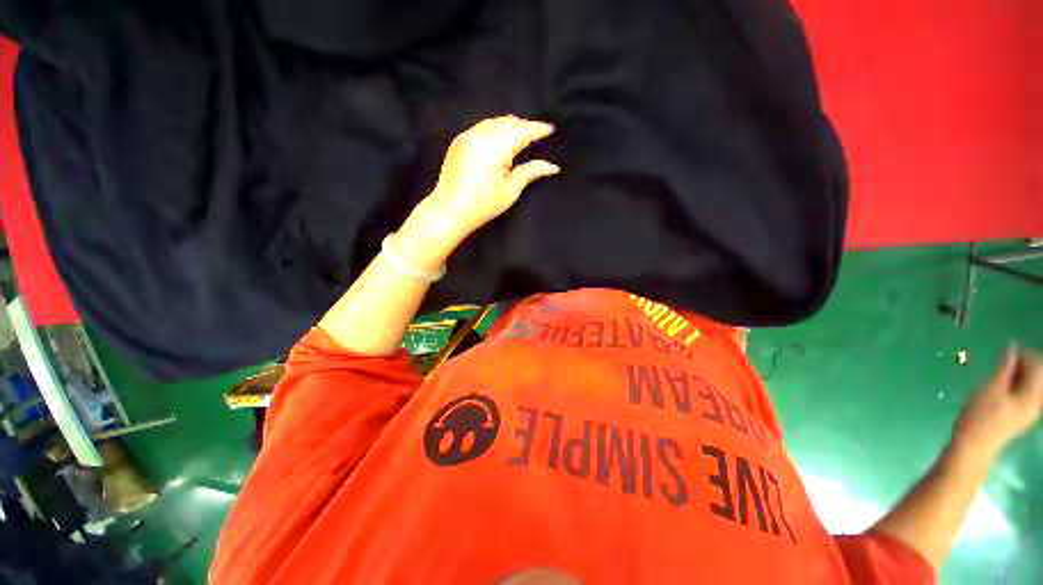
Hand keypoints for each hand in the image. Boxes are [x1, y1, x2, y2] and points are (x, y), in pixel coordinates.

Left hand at [402, 116, 557, 255]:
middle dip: (525, 126)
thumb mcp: (510, 190)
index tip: (550, 129)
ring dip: (510, 125)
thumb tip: (551, 166)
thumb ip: (531, 172)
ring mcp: (467, 136)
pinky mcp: (458, 141)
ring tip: (521, 133)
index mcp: (496, 147)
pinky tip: (500, 138)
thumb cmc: (482, 205)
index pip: (523, 131)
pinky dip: (495, 128)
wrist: (449, 210)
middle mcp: (481, 135)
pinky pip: (482, 127)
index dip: (538, 129)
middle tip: (537, 133)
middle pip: (509, 123)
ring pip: (494, 122)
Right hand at [951, 346, 1042, 463]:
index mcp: (1033, 395)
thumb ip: (1004, 368)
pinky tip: (1004, 386)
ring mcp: (1030, 411)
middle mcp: (1037, 402)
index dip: (1025, 354)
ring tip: (1002, 371)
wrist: (974, 446)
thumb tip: (1012, 349)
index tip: (1008, 349)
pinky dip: (1018, 384)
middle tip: (1005, 359)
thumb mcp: (990, 389)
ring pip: (1034, 385)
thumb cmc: (980, 416)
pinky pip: (1028, 394)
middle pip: (1039, 376)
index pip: (1038, 366)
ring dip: (1021, 374)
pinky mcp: (1022, 415)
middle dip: (1025, 364)